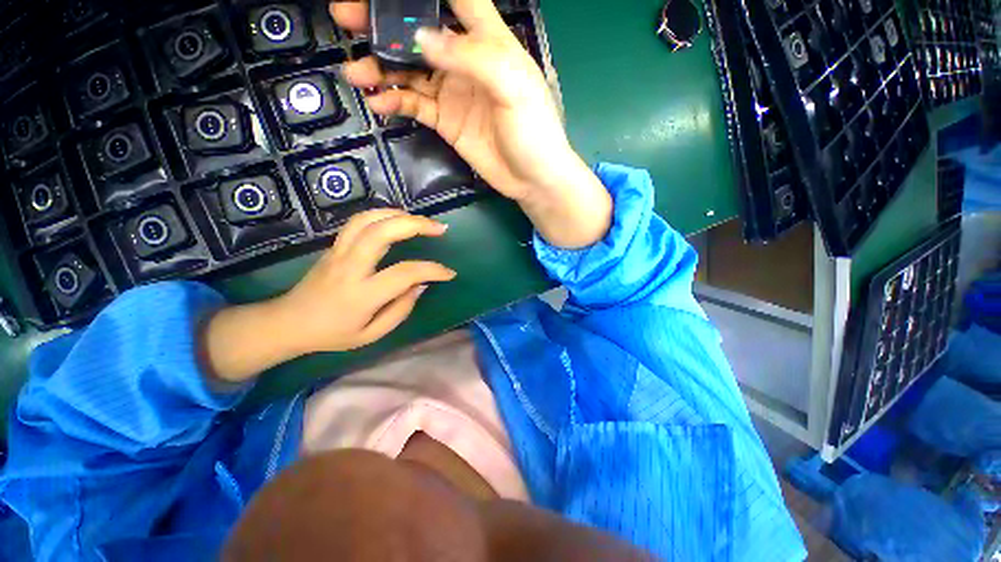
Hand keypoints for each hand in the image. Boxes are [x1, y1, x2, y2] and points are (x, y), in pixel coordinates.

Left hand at [201, 210, 455, 382]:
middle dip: (415, 225)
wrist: (289, 323)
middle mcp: (350, 267)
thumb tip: (421, 285)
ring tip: (421, 220)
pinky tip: (397, 219)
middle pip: (382, 232)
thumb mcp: (371, 334)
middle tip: (440, 229)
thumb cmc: (333, 334)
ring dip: (398, 214)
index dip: (432, 270)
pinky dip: (382, 214)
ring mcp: (339, 252)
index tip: (449, 273)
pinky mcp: (334, 246)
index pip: (404, 273)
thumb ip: (400, 310)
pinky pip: (358, 222)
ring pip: (367, 220)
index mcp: (362, 294)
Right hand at [330, 0, 612, 248]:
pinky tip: (380, 103)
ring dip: (381, 68)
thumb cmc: (534, 132)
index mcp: (488, 41)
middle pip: (419, 32)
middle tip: (347, 19)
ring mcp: (453, 92)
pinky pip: (415, 105)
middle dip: (383, 25)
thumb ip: (471, 57)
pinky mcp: (446, 121)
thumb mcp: (512, 88)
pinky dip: (395, 101)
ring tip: (355, 73)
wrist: (533, 180)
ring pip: (410, 70)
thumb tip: (421, 39)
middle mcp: (465, 61)